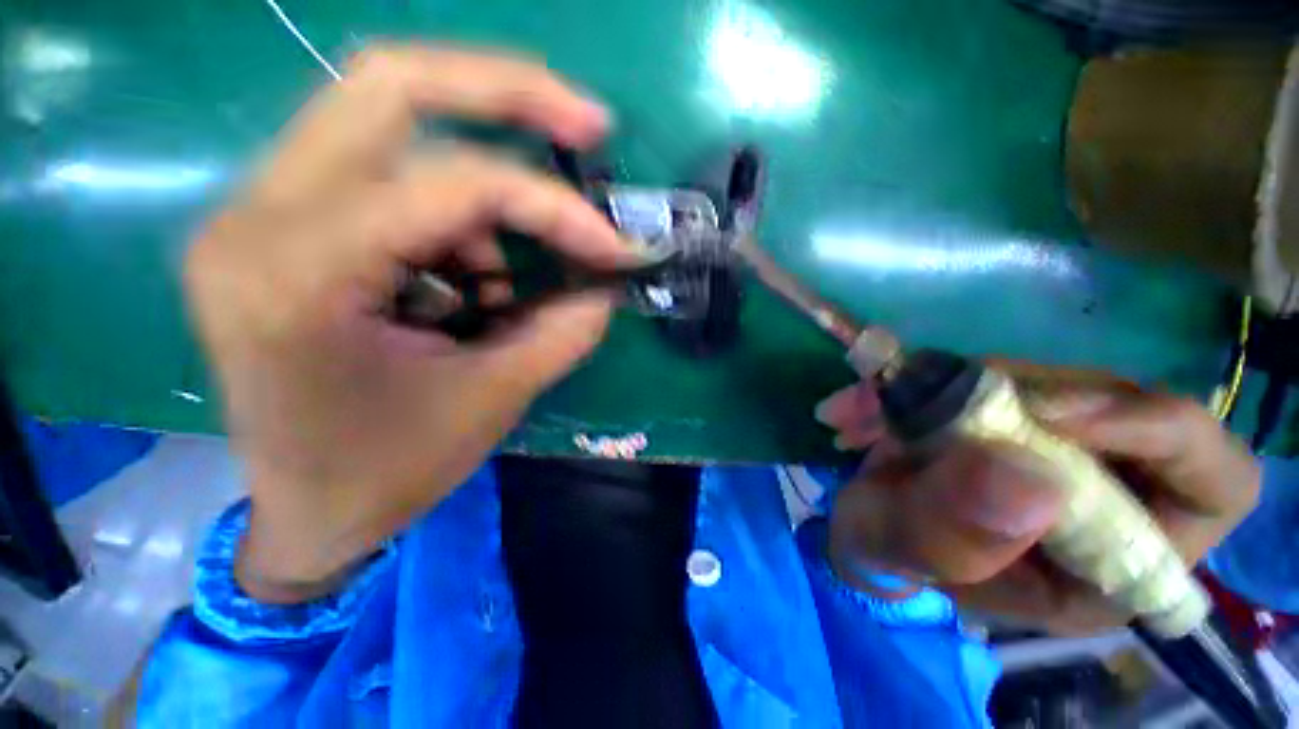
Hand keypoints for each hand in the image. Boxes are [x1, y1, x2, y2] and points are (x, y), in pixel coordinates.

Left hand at [185, 46, 639, 601]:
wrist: (307, 513)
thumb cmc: (387, 472)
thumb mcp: (492, 400)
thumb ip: (563, 332)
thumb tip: (609, 285)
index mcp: (300, 274)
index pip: (453, 185)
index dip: (554, 208)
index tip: (613, 246)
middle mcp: (260, 216)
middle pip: (391, 84)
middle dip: (509, 92)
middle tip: (588, 125)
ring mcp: (262, 212)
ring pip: (390, 122)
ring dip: (480, 189)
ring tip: (503, 279)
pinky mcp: (284, 227)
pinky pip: (387, 179)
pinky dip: (452, 219)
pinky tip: (466, 286)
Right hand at [816, 382, 1259, 633]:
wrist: (864, 522)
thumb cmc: (890, 554)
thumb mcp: (902, 552)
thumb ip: (952, 535)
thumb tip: (1028, 479)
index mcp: (1112, 562)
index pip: (1212, 485)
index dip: (1160, 432)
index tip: (1052, 413)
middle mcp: (1107, 495)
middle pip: (1121, 406)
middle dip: (1023, 395)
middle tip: (932, 397)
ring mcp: (1058, 445)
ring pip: (1044, 381)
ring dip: (949, 385)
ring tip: (863, 411)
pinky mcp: (1009, 414)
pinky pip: (985, 374)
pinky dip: (921, 379)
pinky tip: (863, 404)